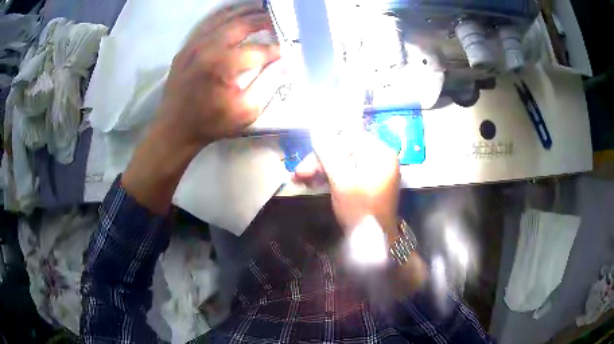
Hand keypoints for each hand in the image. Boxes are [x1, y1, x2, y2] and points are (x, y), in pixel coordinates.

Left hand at [158, 3, 280, 147]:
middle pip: (241, 24)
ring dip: (245, 11)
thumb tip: (283, 64)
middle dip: (263, 20)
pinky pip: (207, 23)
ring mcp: (194, 44)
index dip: (276, 50)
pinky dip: (224, 15)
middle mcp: (208, 47)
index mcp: (223, 64)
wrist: (175, 129)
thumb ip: (267, 84)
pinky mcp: (186, 47)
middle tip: (278, 21)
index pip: (258, 50)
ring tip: (261, 10)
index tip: (287, 51)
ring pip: (224, 17)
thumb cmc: (211, 123)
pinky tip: (235, 14)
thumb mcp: (245, 111)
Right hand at [293, 132, 400, 238]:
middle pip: (344, 151)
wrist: (373, 243)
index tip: (308, 161)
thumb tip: (316, 128)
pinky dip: (330, 178)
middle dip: (320, 162)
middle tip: (299, 174)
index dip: (326, 146)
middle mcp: (379, 159)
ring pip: (342, 163)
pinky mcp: (366, 184)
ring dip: (320, 170)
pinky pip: (346, 174)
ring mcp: (373, 172)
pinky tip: (312, 183)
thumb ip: (329, 153)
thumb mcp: (342, 180)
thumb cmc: (361, 210)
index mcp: (380, 153)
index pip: (349, 138)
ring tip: (300, 180)